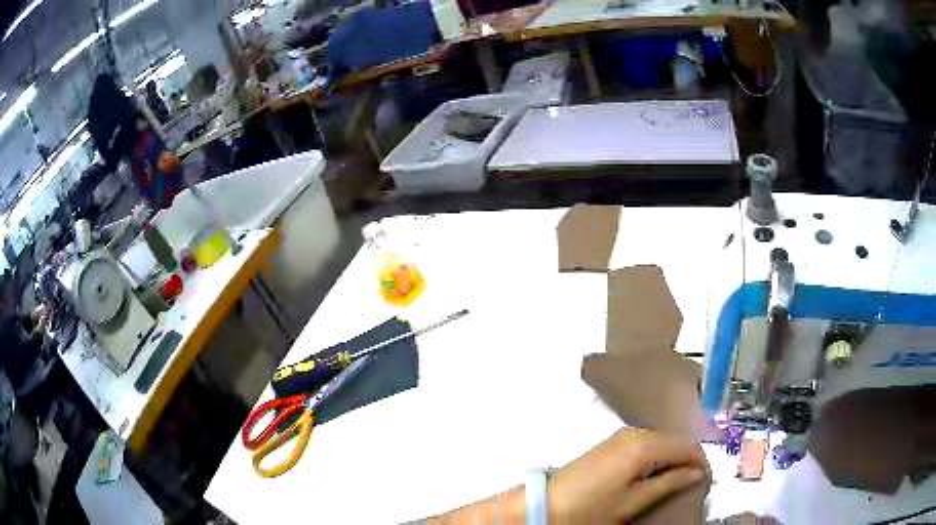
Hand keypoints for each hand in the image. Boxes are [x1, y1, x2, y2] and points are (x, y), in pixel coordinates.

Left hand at [548, 428, 709, 522]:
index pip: (685, 445)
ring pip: (660, 439)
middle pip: (673, 439)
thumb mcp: (634, 500)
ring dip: (672, 455)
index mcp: (643, 445)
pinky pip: (645, 442)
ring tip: (677, 477)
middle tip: (693, 478)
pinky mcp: (611, 443)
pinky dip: (657, 454)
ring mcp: (621, 435)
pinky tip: (657, 470)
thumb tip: (697, 473)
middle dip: (687, 457)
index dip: (699, 460)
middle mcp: (634, 432)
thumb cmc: (592, 506)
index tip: (706, 477)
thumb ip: (669, 483)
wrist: (549, 503)